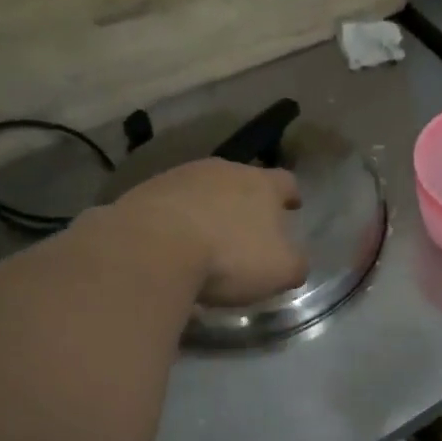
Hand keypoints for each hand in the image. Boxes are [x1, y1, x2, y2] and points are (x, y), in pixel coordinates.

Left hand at [109, 159, 307, 306]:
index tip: (292, 206)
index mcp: (262, 184)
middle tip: (247, 226)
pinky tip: (173, 243)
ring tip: (207, 237)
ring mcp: (180, 176)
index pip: (286, 181)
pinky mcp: (145, 191)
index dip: (291, 194)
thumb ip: (295, 264)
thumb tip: (296, 262)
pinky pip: (170, 203)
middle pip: (242, 180)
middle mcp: (223, 170)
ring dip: (208, 208)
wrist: (152, 247)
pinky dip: (176, 219)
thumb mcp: (279, 270)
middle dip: (246, 200)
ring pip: (203, 188)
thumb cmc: (229, 257)